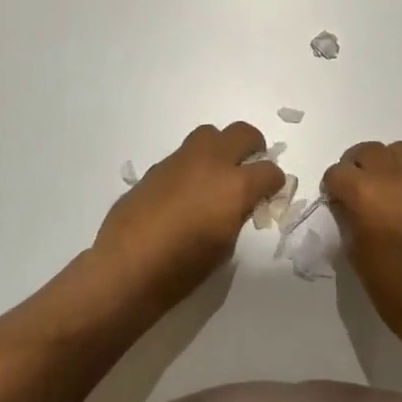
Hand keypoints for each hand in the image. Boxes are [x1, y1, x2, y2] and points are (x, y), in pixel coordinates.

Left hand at [95, 122, 284, 311]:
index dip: (275, 181)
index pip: (269, 171)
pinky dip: (193, 164)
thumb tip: (241, 203)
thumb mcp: (225, 246)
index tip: (271, 191)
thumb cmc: (183, 268)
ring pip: (210, 133)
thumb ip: (238, 214)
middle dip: (253, 146)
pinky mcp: (158, 166)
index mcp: (235, 186)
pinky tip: (185, 190)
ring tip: (217, 172)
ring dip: (220, 147)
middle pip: (242, 133)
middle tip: (250, 165)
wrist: (127, 266)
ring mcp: (182, 160)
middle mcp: (211, 162)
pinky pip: (184, 154)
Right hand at [322, 141, 401, 345]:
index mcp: (365, 194)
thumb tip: (347, 205)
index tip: (335, 201)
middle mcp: (393, 178)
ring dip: (385, 163)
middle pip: (368, 151)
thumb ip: (349, 220)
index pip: (337, 172)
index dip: (332, 186)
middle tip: (356, 189)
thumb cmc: (393, 289)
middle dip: (356, 166)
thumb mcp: (356, 254)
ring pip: (398, 151)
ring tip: (384, 187)